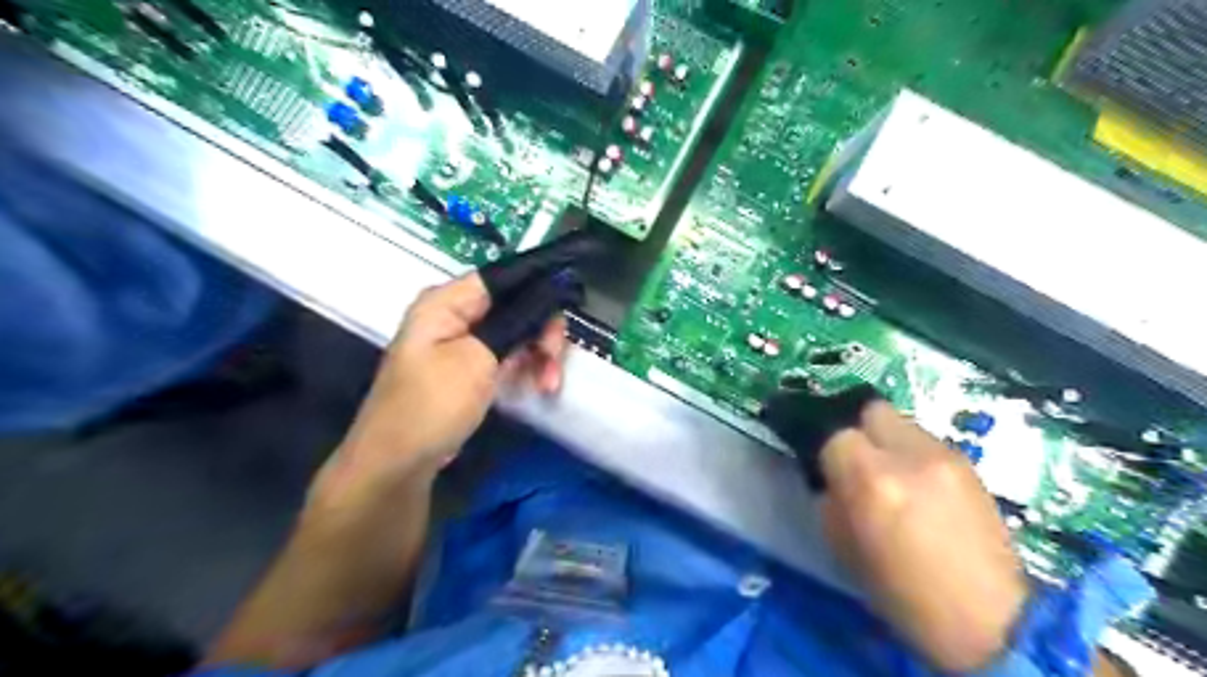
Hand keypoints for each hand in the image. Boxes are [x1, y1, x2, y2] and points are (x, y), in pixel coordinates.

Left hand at [318, 275, 567, 501]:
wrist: (400, 462)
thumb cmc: (433, 404)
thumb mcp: (477, 359)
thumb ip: (514, 322)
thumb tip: (546, 295)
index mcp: (447, 302)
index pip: (502, 277)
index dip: (538, 286)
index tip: (566, 306)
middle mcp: (454, 315)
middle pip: (514, 306)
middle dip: (541, 331)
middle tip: (554, 359)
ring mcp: (462, 343)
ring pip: (516, 333)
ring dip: (538, 355)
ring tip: (549, 385)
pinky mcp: (469, 368)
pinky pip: (507, 355)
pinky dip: (525, 368)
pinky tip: (538, 387)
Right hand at [762, 392, 1026, 672]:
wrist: (991, 622)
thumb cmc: (905, 595)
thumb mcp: (845, 549)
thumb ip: (831, 500)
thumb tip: (830, 477)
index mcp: (871, 480)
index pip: (835, 434)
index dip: (828, 452)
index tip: (829, 470)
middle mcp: (908, 455)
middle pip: (871, 411)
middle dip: (859, 431)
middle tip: (859, 462)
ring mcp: (945, 456)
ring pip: (902, 423)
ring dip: (889, 442)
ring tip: (895, 477)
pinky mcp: (970, 465)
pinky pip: (927, 442)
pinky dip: (915, 455)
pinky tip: (922, 487)